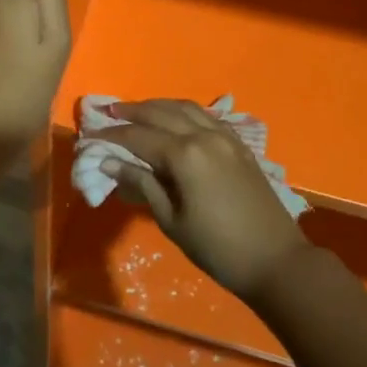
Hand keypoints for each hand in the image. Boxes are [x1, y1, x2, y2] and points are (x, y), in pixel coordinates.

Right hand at [98, 100, 309, 302]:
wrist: (276, 261)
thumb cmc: (217, 249)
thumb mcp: (171, 220)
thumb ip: (142, 184)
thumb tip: (110, 162)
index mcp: (185, 155)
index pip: (138, 136)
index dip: (112, 135)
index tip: (90, 135)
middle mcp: (204, 136)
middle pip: (161, 112)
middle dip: (132, 111)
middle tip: (108, 111)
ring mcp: (226, 137)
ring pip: (185, 108)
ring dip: (158, 106)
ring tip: (137, 110)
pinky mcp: (240, 145)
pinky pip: (206, 117)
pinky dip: (184, 112)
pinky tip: (175, 119)